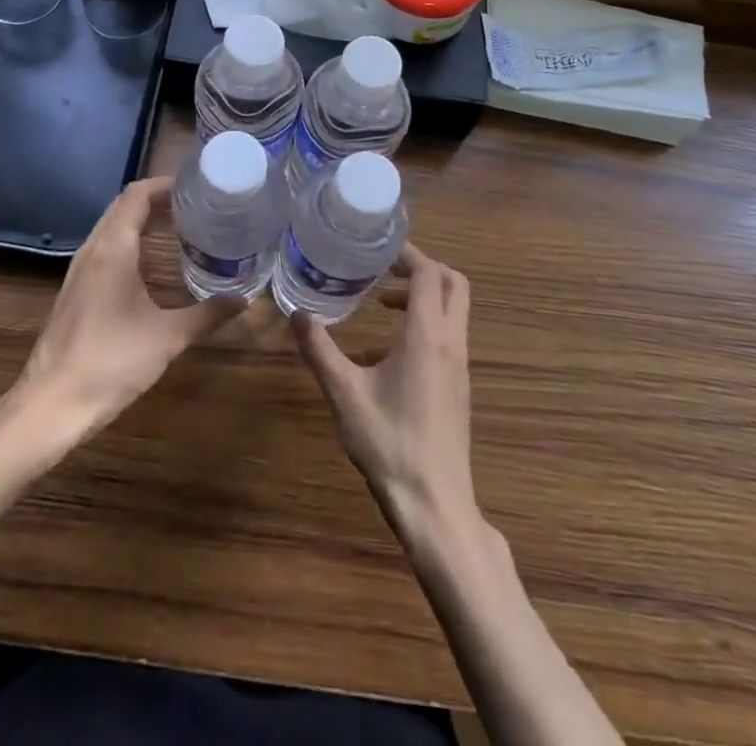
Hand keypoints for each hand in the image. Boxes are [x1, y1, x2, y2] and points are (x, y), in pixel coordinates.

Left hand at [14, 176, 238, 437]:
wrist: (51, 405)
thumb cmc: (111, 362)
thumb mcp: (168, 337)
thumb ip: (208, 314)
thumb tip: (245, 301)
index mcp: (113, 248)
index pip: (137, 194)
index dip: (166, 185)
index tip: (198, 188)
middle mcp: (93, 250)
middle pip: (124, 206)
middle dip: (159, 201)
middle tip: (197, 208)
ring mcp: (80, 271)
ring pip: (113, 228)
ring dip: (144, 222)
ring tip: (182, 230)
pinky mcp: (76, 291)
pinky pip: (106, 249)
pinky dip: (132, 243)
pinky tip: (154, 267)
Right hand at [294, 243, 479, 548]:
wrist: (434, 505)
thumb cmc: (389, 444)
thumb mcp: (344, 394)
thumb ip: (320, 350)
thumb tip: (296, 314)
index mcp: (427, 334)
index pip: (429, 273)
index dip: (407, 254)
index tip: (377, 249)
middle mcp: (451, 342)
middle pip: (454, 284)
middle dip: (423, 268)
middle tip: (385, 270)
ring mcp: (459, 366)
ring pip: (455, 310)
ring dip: (424, 296)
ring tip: (381, 305)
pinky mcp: (458, 387)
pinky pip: (448, 336)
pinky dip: (426, 324)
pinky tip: (386, 354)